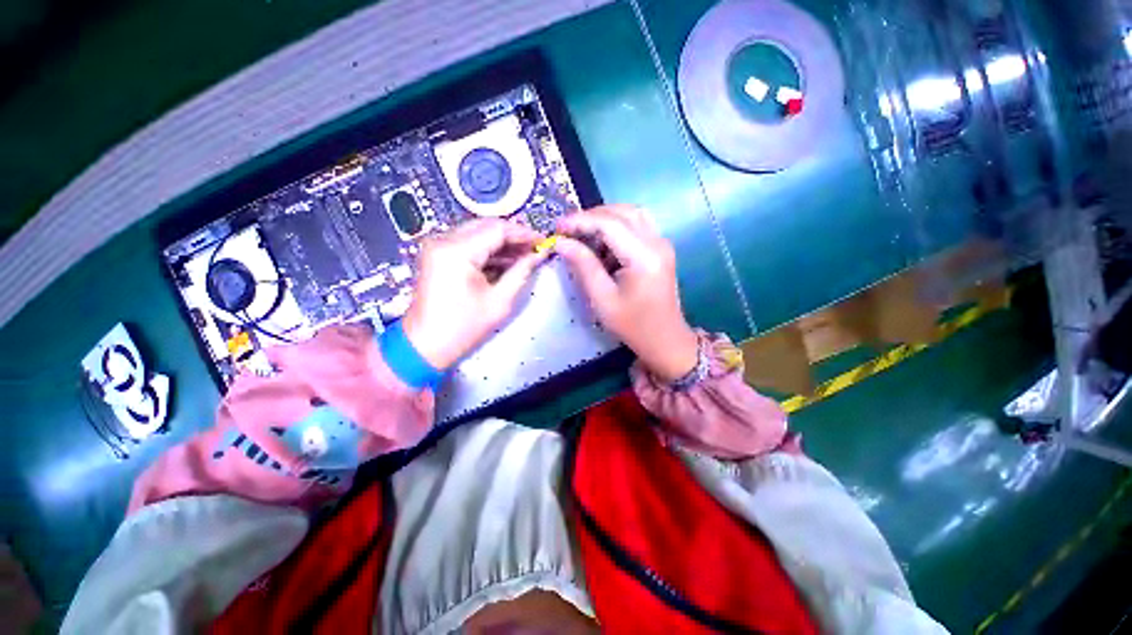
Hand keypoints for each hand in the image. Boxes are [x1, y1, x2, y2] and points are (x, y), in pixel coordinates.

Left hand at [403, 219, 546, 369]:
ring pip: (478, 233)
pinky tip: (506, 261)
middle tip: (534, 248)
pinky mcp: (438, 255)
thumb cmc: (463, 327)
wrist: (425, 344)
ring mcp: (438, 246)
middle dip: (513, 236)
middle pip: (486, 226)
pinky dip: (488, 250)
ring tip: (524, 255)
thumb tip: (538, 255)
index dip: (523, 233)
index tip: (542, 241)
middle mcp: (444, 240)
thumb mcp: (499, 301)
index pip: (497, 229)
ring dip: (502, 243)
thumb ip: (521, 272)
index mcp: (457, 251)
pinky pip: (468, 244)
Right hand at [555, 205, 698, 381]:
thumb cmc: (633, 325)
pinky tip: (602, 243)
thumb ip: (583, 266)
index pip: (610, 224)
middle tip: (568, 230)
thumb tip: (562, 242)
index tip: (558, 227)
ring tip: (582, 234)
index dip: (581, 221)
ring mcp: (662, 243)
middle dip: (591, 216)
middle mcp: (657, 243)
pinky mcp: (661, 248)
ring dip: (604, 218)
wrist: (665, 339)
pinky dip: (616, 226)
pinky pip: (637, 225)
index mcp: (644, 257)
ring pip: (631, 214)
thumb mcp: (602, 299)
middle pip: (622, 212)